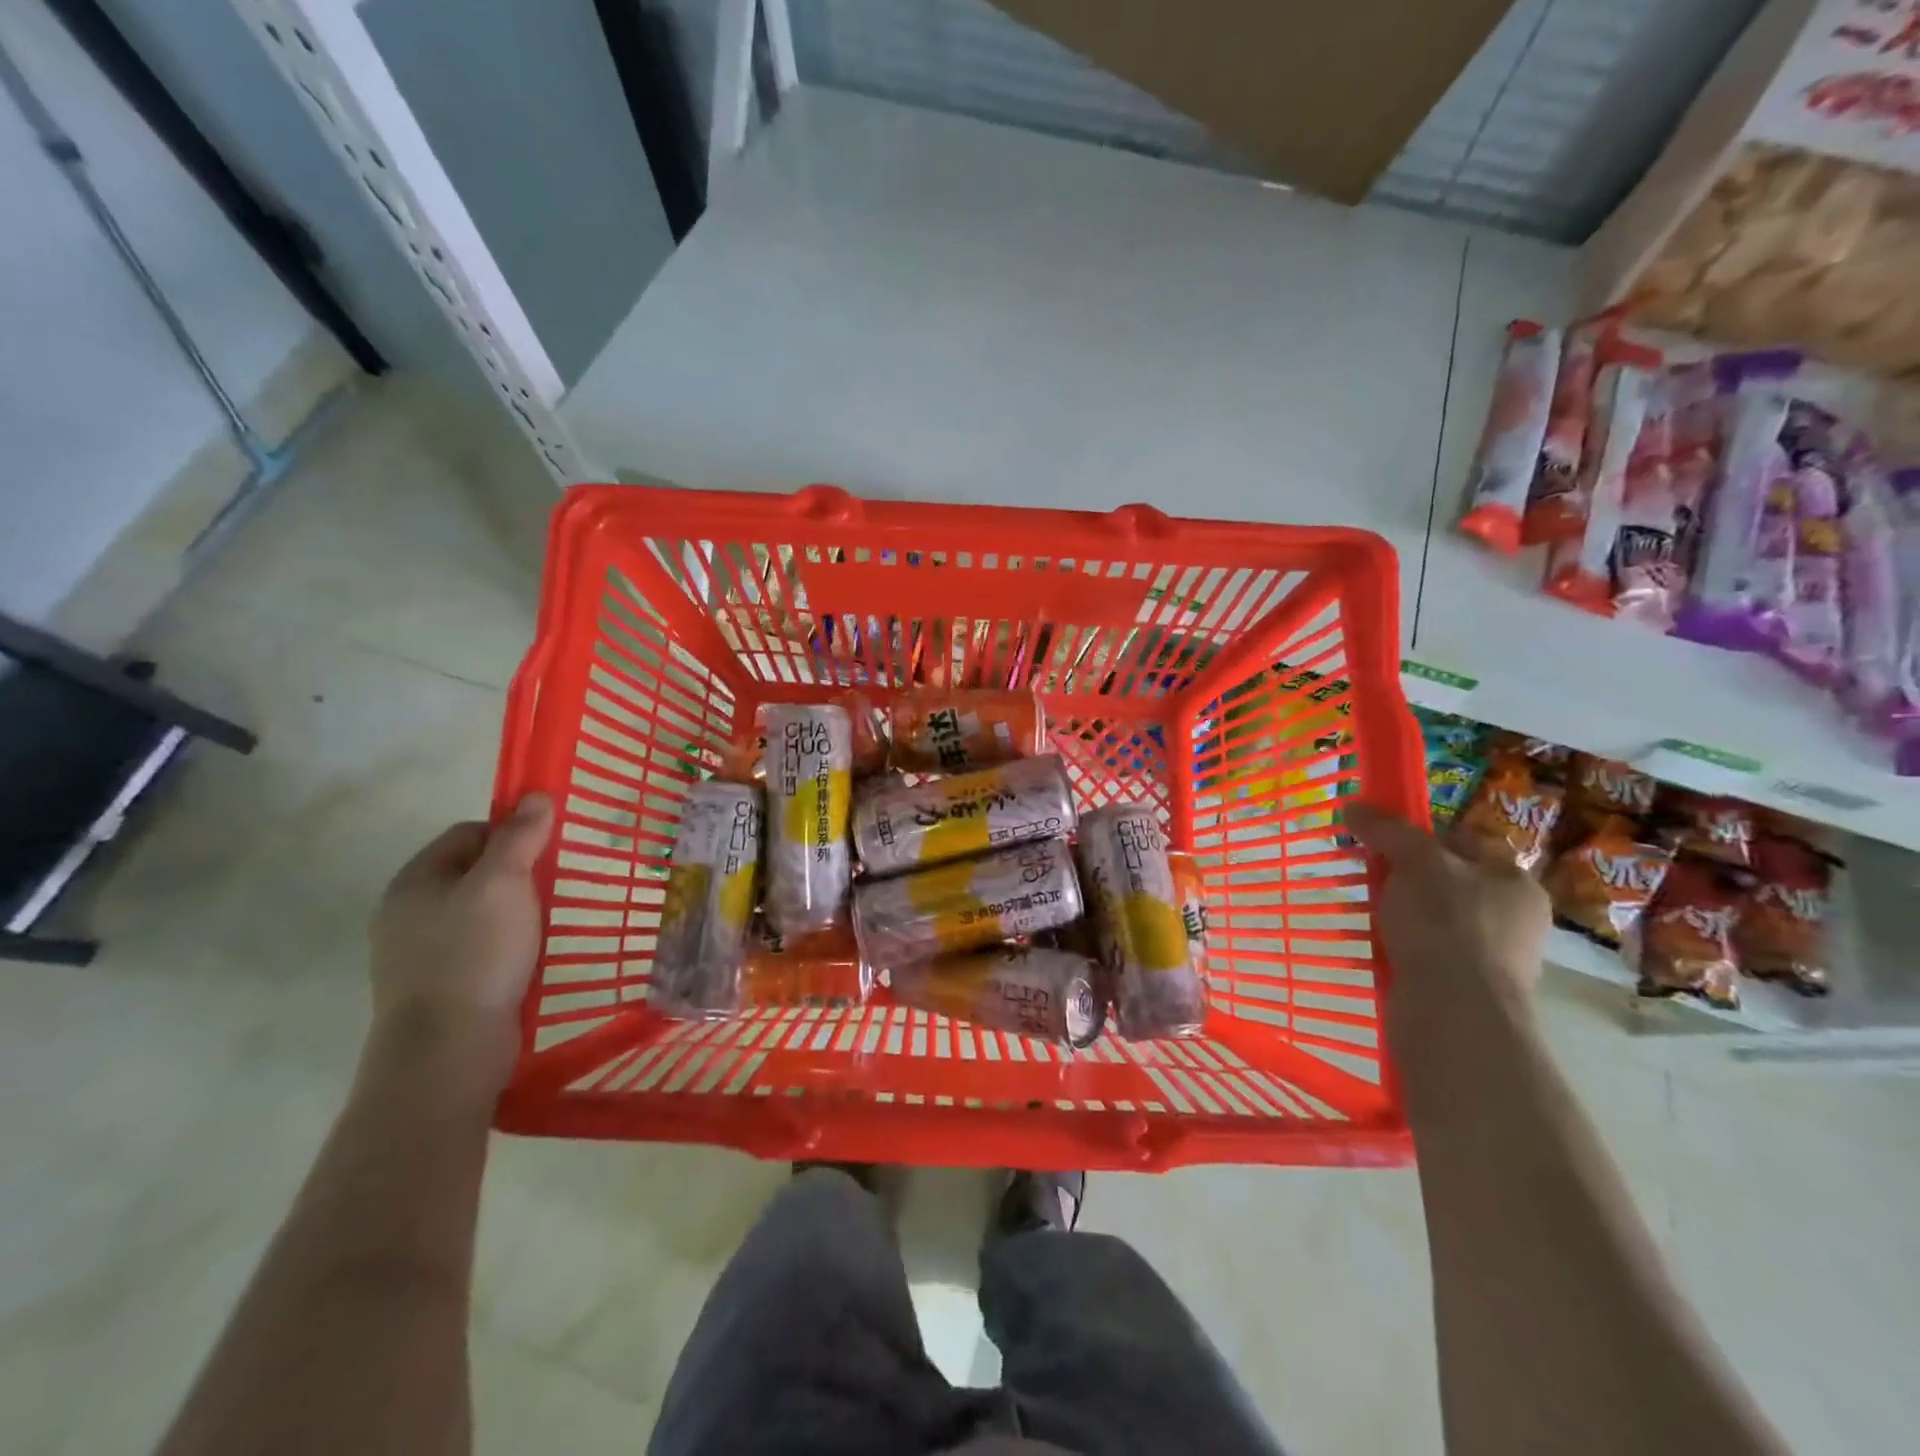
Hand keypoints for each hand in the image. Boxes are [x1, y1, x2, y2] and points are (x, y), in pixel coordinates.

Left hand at [367, 794, 554, 1090]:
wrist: (446, 1051)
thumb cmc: (474, 955)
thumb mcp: (504, 884)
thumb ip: (521, 837)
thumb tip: (536, 795)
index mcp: (415, 881)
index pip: (468, 833)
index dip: (510, 834)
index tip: (546, 852)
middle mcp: (407, 913)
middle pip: (473, 873)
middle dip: (517, 875)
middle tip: (552, 888)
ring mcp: (418, 955)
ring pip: (479, 913)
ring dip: (516, 913)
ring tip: (547, 924)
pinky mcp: (438, 988)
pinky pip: (479, 949)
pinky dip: (507, 946)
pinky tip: (529, 958)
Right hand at [1346, 801, 1548, 1023]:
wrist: (1453, 1012)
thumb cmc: (1446, 924)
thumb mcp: (1415, 862)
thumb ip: (1388, 831)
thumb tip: (1354, 806)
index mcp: (1514, 882)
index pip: (1465, 841)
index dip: (1422, 835)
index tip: (1383, 839)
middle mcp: (1513, 918)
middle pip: (1448, 881)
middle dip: (1406, 878)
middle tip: (1370, 876)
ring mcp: (1492, 958)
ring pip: (1434, 919)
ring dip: (1400, 914)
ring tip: (1367, 913)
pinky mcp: (1465, 988)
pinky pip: (1426, 953)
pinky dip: (1400, 947)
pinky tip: (1378, 947)